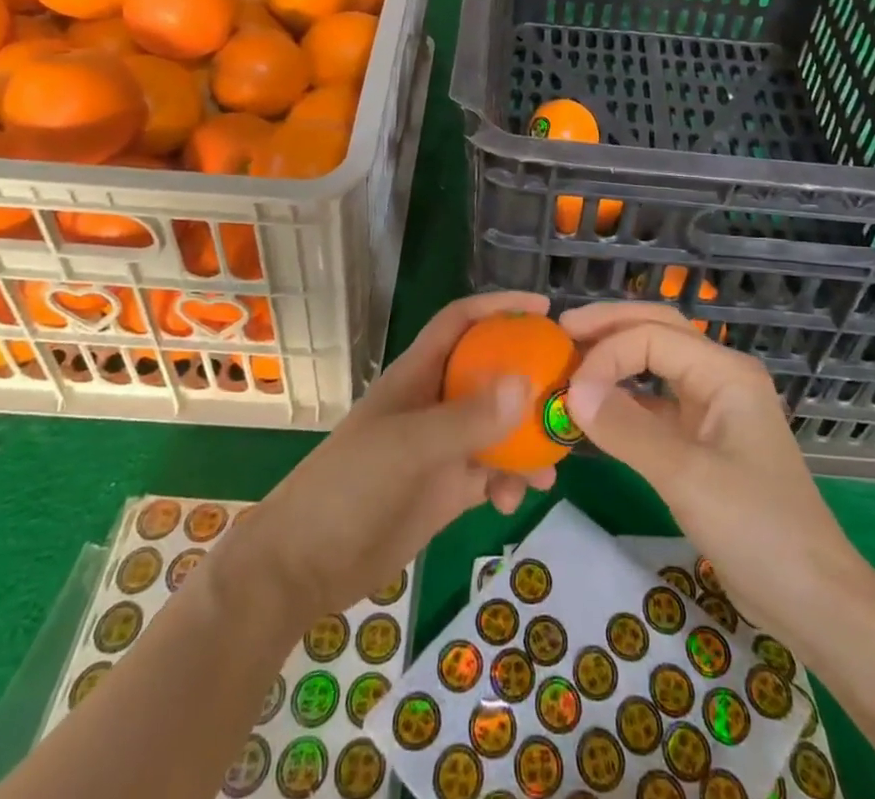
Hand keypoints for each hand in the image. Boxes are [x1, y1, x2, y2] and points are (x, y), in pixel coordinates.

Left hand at [220, 291, 558, 620]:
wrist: (304, 566)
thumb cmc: (349, 487)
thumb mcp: (408, 447)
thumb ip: (466, 419)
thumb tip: (525, 384)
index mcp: (418, 375)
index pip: (461, 321)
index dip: (499, 307)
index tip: (544, 308)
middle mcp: (434, 403)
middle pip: (490, 373)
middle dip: (529, 378)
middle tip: (570, 391)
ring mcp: (441, 447)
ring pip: (498, 428)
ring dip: (527, 440)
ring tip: (553, 463)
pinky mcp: (446, 489)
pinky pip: (491, 473)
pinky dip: (510, 481)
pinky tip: (517, 500)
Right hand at [562, 301, 866, 636]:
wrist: (812, 599)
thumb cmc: (757, 528)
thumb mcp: (687, 476)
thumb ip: (627, 429)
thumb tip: (571, 392)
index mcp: (725, 371)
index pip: (652, 336)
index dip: (606, 353)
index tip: (568, 388)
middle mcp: (719, 377)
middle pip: (657, 331)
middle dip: (609, 327)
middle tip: (561, 332)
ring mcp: (712, 409)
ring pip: (655, 365)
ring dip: (615, 361)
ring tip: (570, 361)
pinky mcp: (702, 441)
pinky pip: (655, 405)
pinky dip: (623, 402)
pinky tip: (593, 412)